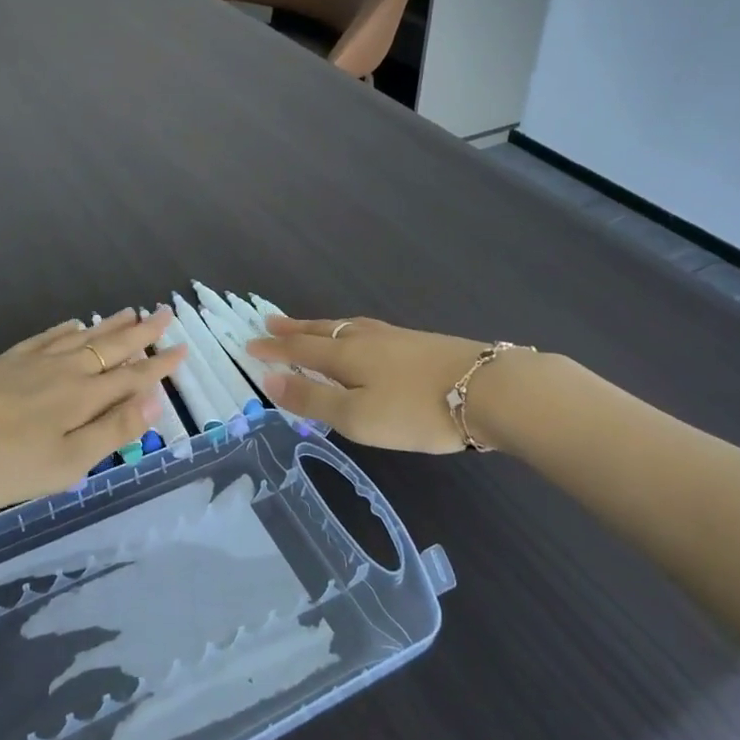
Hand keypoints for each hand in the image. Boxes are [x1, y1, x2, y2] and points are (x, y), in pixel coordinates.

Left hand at [0, 308, 184, 514]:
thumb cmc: (0, 464)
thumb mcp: (65, 463)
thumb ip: (111, 431)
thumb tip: (154, 400)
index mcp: (83, 397)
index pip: (132, 376)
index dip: (159, 365)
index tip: (182, 348)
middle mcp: (64, 371)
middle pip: (110, 347)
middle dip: (141, 333)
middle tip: (164, 313)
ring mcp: (31, 363)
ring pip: (81, 337)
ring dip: (109, 326)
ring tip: (130, 312)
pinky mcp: (4, 363)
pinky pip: (46, 338)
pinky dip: (66, 329)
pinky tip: (73, 324)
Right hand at [247, 316, 488, 452]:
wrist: (489, 390)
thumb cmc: (416, 410)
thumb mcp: (357, 417)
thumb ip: (313, 401)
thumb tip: (270, 381)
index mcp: (346, 356)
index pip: (300, 350)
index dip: (274, 349)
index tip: (249, 344)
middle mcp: (366, 339)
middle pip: (322, 331)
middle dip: (294, 330)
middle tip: (270, 322)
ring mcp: (396, 338)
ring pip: (348, 327)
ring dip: (322, 328)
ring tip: (311, 327)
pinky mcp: (420, 343)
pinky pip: (370, 332)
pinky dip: (350, 332)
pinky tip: (364, 339)